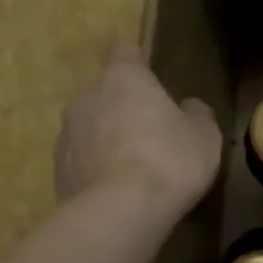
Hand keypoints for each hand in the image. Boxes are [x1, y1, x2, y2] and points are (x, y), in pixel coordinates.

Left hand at [56, 41, 222, 213]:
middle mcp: (86, 97)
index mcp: (123, 78)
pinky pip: (82, 162)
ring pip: (89, 128)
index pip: (124, 50)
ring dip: (106, 140)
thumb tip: (189, 106)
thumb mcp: (204, 137)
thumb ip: (197, 115)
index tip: (149, 74)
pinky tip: (117, 193)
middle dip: (122, 107)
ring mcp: (66, 135)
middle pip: (104, 92)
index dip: (137, 60)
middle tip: (149, 132)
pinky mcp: (58, 171)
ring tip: (131, 168)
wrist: (119, 212)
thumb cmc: (168, 161)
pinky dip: (96, 171)